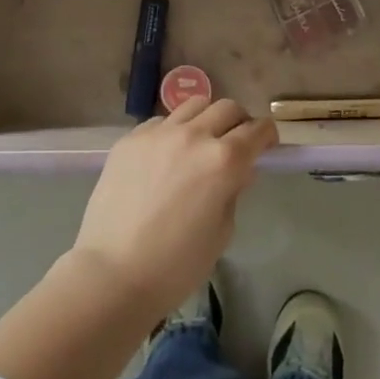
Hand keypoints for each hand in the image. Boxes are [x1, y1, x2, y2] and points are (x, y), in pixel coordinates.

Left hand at [71, 97, 277, 320]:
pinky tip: (165, 157)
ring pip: (194, 105)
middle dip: (239, 122)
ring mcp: (158, 133)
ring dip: (206, 118)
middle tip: (236, 143)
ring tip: (200, 142)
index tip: (267, 145)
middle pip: (227, 108)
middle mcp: (194, 135)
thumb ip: (233, 192)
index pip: (257, 130)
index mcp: (224, 160)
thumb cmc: (176, 266)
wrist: (112, 274)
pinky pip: (160, 122)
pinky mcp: (130, 139)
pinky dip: (172, 131)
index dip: (267, 135)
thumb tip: (238, 171)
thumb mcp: (221, 232)